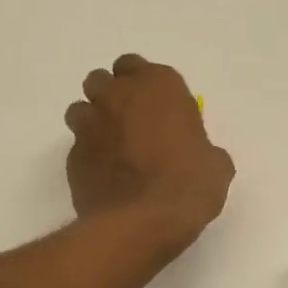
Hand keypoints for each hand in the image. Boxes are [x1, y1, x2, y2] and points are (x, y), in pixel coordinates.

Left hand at [65, 55, 233, 249]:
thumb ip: (201, 147)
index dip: (141, 85)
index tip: (152, 106)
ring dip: (92, 123)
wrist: (141, 223)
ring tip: (110, 149)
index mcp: (156, 85)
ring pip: (80, 110)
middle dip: (110, 97)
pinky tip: (103, 177)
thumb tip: (197, 156)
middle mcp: (116, 96)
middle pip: (100, 81)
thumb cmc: (187, 186)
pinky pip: (77, 147)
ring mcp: (89, 126)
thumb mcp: (215, 165)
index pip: (135, 65)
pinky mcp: (72, 157)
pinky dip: (87, 156)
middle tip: (128, 124)